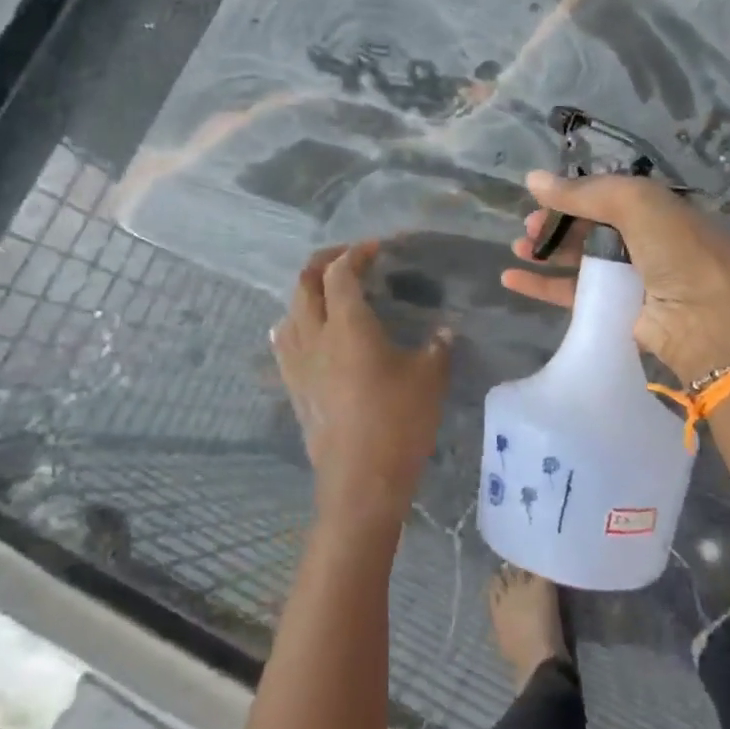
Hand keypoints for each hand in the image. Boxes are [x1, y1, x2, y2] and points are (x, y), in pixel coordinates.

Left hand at [273, 242, 452, 532]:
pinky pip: (284, 341)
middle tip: (349, 259)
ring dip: (307, 291)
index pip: (341, 273)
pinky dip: (295, 322)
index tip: (377, 248)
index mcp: (348, 325)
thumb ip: (438, 347)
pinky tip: (306, 332)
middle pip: (305, 282)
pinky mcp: (293, 387)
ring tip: (329, 292)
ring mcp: (298, 363)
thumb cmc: (399, 423)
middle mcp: (315, 335)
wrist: (360, 480)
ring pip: (290, 310)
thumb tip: (444, 331)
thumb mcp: (431, 379)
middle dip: (325, 261)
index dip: (356, 253)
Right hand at [501, 171, 729, 383]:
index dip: (573, 196)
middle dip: (557, 224)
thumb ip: (583, 192)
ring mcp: (631, 279)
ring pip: (579, 261)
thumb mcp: (636, 204)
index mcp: (656, 209)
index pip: (606, 196)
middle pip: (590, 228)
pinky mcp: (617, 313)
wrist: (710, 323)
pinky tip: (513, 280)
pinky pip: (573, 295)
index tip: (540, 199)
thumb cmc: (679, 251)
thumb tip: (532, 178)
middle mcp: (645, 241)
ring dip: (546, 253)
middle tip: (528, 229)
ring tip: (518, 251)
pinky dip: (543, 287)